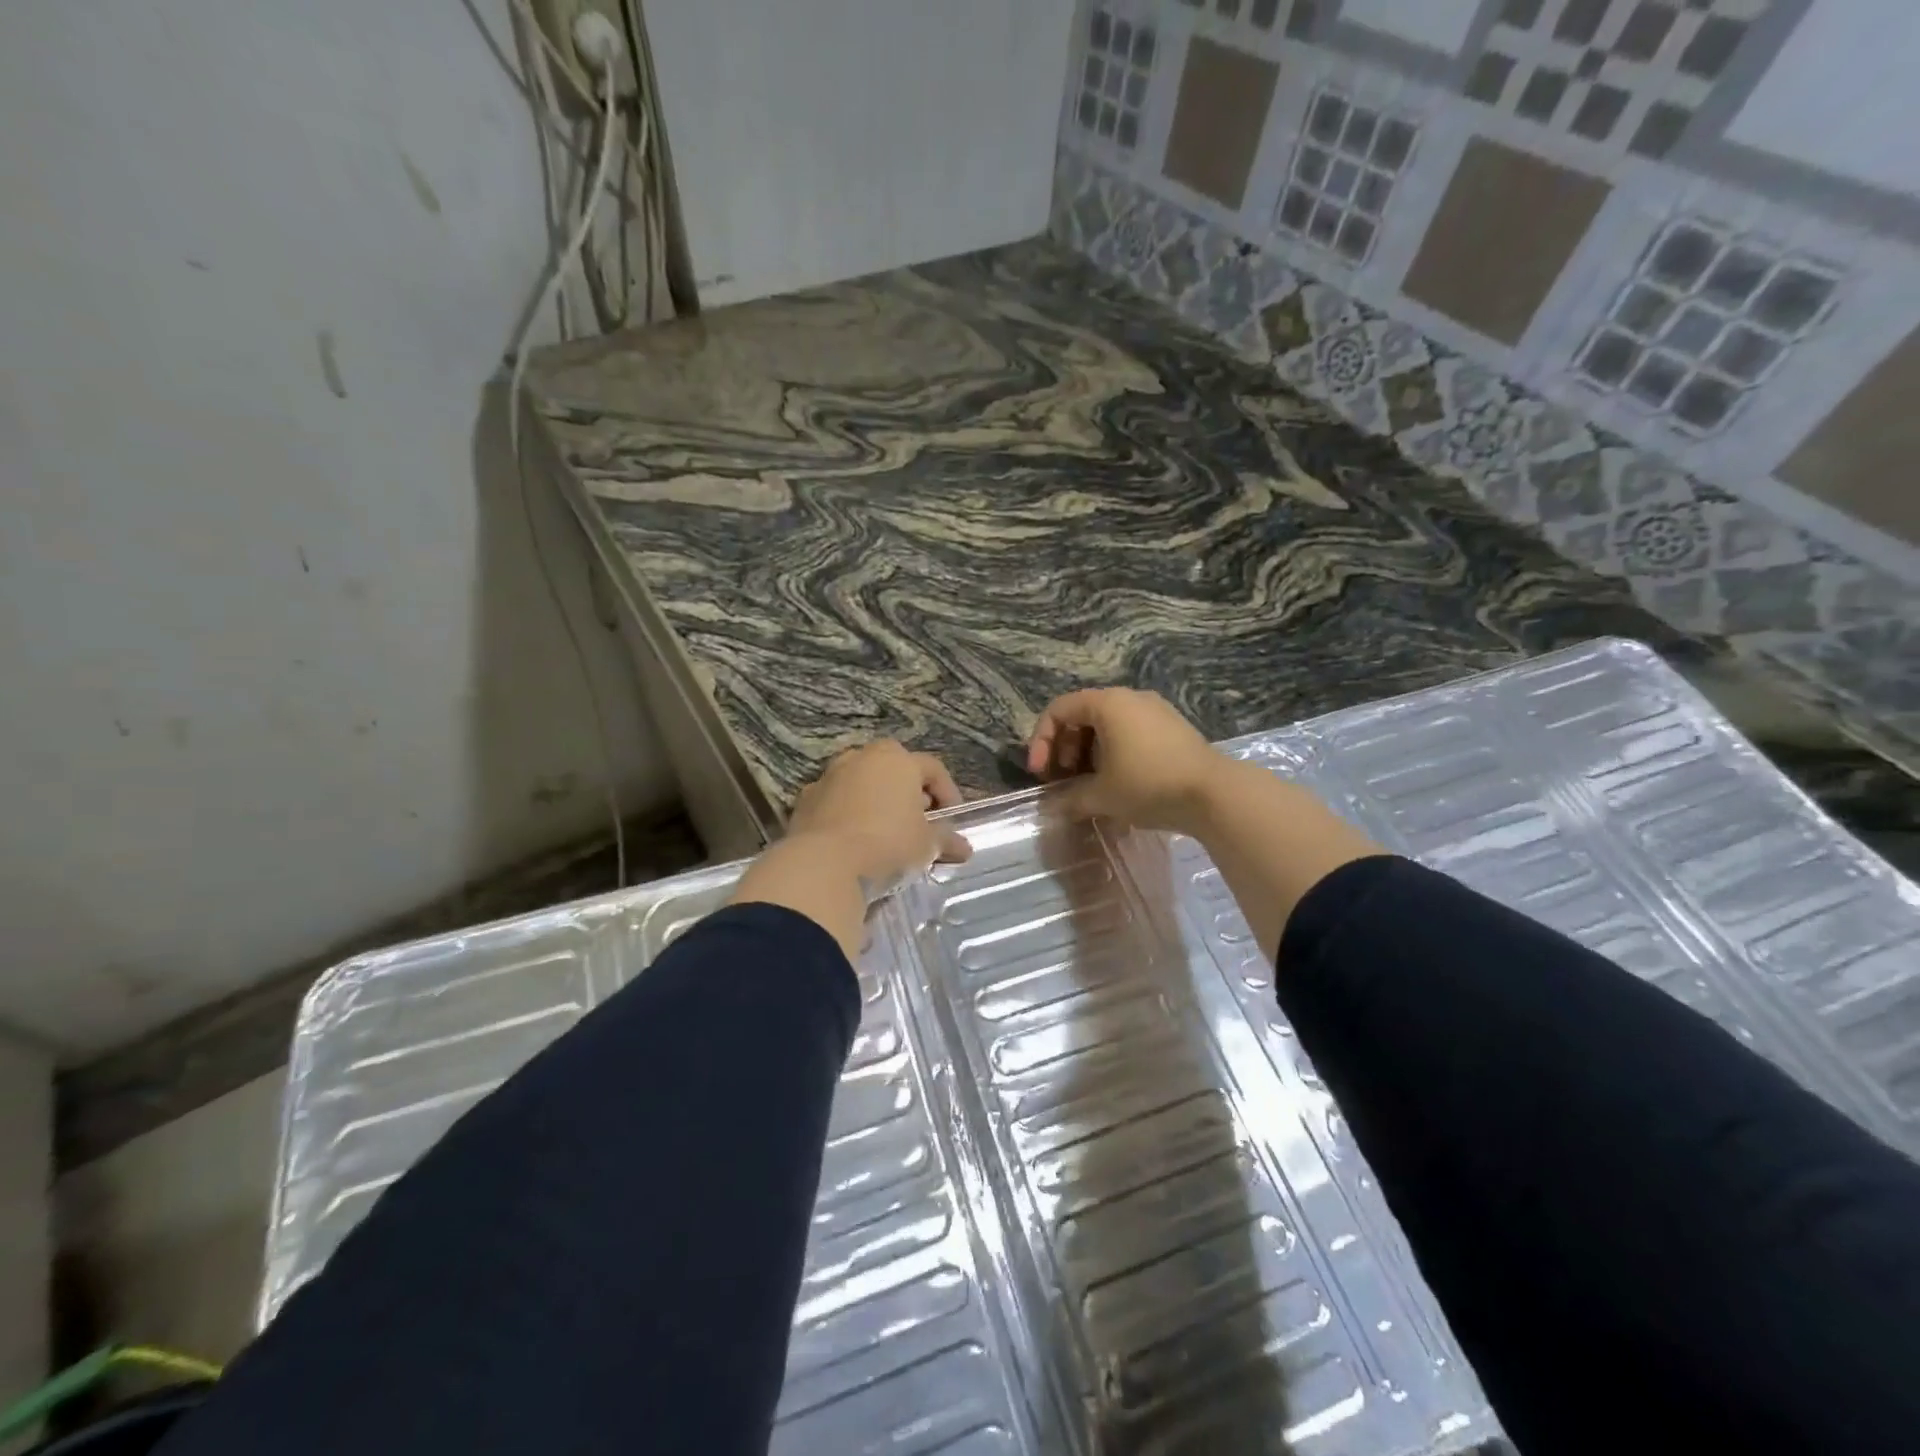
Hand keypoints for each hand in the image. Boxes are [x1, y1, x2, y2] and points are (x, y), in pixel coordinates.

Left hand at [787, 741, 972, 880]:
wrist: (823, 864)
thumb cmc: (887, 844)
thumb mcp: (926, 845)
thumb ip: (946, 841)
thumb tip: (964, 848)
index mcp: (897, 760)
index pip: (933, 769)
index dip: (948, 794)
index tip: (953, 821)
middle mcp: (862, 758)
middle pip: (894, 769)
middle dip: (909, 793)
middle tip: (919, 821)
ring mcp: (829, 776)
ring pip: (861, 783)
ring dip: (876, 801)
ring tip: (886, 832)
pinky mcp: (805, 800)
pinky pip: (835, 802)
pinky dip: (847, 815)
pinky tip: (854, 841)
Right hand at [1026, 688, 1227, 834]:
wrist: (1215, 794)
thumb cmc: (1149, 785)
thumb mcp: (1102, 795)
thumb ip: (1070, 798)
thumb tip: (1052, 807)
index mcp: (1108, 703)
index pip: (1059, 710)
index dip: (1041, 741)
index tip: (1040, 774)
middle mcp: (1130, 698)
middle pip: (1082, 715)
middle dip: (1065, 748)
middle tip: (1063, 780)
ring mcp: (1155, 711)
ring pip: (1107, 725)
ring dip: (1088, 753)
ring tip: (1088, 785)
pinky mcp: (1172, 728)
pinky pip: (1129, 732)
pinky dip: (1112, 752)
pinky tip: (1117, 783)